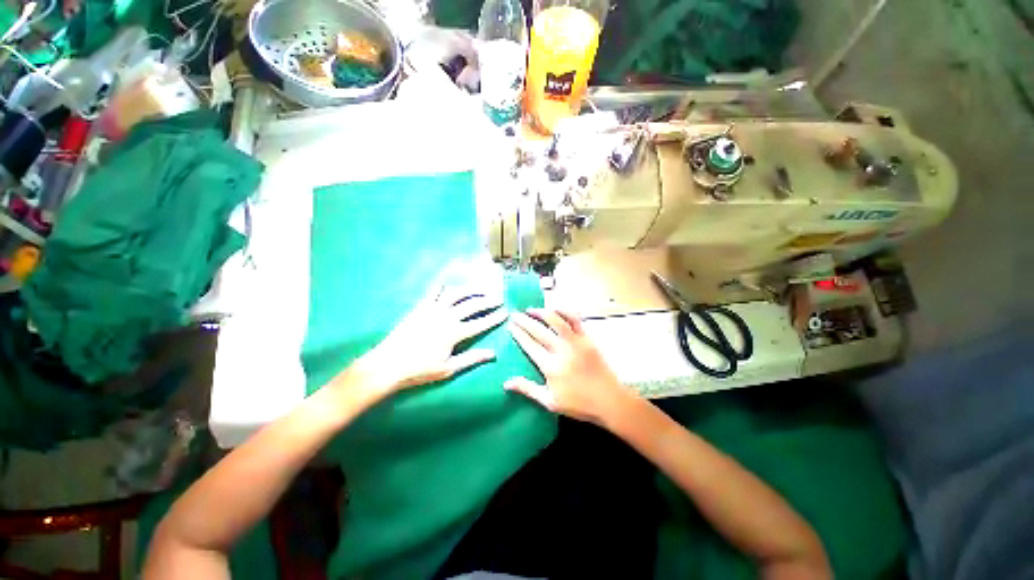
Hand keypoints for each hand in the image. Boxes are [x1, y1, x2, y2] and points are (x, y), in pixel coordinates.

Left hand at [348, 284, 507, 400]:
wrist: (388, 364)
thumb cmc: (419, 370)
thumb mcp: (448, 368)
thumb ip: (471, 359)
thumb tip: (493, 354)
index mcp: (454, 333)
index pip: (481, 323)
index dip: (495, 318)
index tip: (505, 312)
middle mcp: (447, 317)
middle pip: (472, 305)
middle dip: (488, 300)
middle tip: (498, 298)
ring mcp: (433, 309)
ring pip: (457, 294)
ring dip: (471, 290)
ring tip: (481, 290)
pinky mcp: (421, 306)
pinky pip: (434, 289)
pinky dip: (442, 280)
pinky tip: (449, 274)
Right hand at [506, 309, 635, 424]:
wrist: (609, 400)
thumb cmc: (579, 404)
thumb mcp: (550, 402)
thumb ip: (528, 389)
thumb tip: (506, 383)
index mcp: (550, 366)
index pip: (529, 345)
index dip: (518, 334)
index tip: (510, 326)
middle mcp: (561, 350)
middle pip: (539, 330)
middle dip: (524, 320)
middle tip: (515, 314)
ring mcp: (575, 342)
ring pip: (556, 320)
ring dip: (542, 312)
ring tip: (531, 310)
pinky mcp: (587, 338)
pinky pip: (575, 319)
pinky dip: (564, 311)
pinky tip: (556, 309)